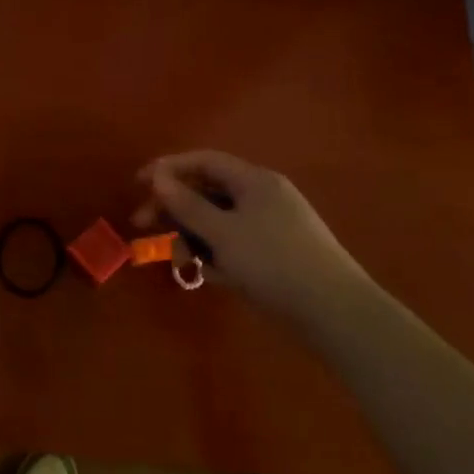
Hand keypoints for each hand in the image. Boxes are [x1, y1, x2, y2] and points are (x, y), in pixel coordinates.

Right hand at [134, 150, 373, 327]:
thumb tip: (158, 177)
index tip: (137, 184)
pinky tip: (207, 276)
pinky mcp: (274, 255)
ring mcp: (269, 227)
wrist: (335, 312)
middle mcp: (262, 197)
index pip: (204, 161)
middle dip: (173, 208)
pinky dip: (214, 255)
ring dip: (191, 237)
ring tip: (179, 263)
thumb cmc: (274, 262)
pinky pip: (233, 245)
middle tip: (142, 226)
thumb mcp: (222, 233)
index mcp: (255, 181)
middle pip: (207, 192)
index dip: (168, 168)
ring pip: (217, 222)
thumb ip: (186, 204)